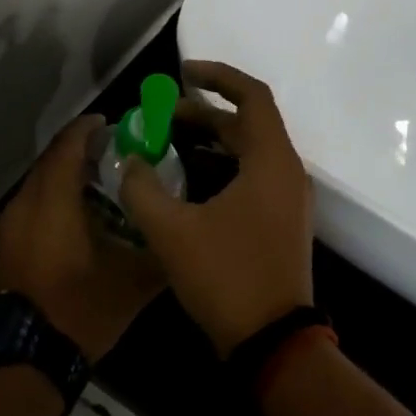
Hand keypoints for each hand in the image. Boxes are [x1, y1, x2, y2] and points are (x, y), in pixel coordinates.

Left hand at [0, 114, 163, 362]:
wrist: (17, 365)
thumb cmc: (76, 311)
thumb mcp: (130, 284)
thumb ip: (158, 253)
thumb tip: (180, 237)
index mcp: (51, 201)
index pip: (67, 146)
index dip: (88, 129)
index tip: (111, 124)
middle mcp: (21, 206)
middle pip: (49, 165)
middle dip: (79, 156)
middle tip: (113, 159)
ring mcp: (3, 231)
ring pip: (36, 191)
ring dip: (63, 185)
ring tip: (97, 195)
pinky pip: (26, 215)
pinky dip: (49, 209)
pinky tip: (72, 230)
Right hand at [120, 61, 313, 358]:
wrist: (273, 342)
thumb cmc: (227, 277)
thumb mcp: (173, 232)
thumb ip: (143, 189)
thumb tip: (128, 160)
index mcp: (271, 161)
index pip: (252, 96)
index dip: (218, 76)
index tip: (182, 73)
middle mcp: (286, 172)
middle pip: (248, 123)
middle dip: (204, 112)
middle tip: (161, 115)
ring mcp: (287, 198)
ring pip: (249, 151)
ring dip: (212, 140)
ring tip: (168, 141)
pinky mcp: (281, 220)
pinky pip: (252, 175)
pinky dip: (222, 166)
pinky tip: (187, 181)